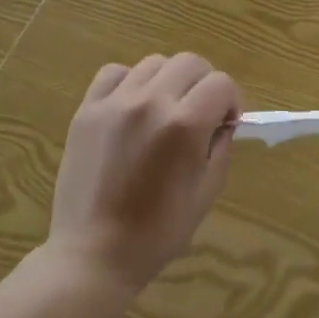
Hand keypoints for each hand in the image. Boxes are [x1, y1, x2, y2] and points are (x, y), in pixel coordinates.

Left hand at [48, 54, 239, 289]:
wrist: (93, 255)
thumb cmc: (159, 231)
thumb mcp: (207, 190)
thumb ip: (220, 145)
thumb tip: (222, 120)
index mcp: (185, 124)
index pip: (222, 83)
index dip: (231, 101)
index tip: (224, 124)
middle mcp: (151, 102)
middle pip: (191, 63)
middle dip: (204, 84)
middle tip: (199, 114)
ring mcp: (115, 103)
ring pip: (155, 63)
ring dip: (169, 81)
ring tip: (163, 111)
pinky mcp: (87, 110)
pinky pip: (114, 73)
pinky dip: (130, 82)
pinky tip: (132, 107)